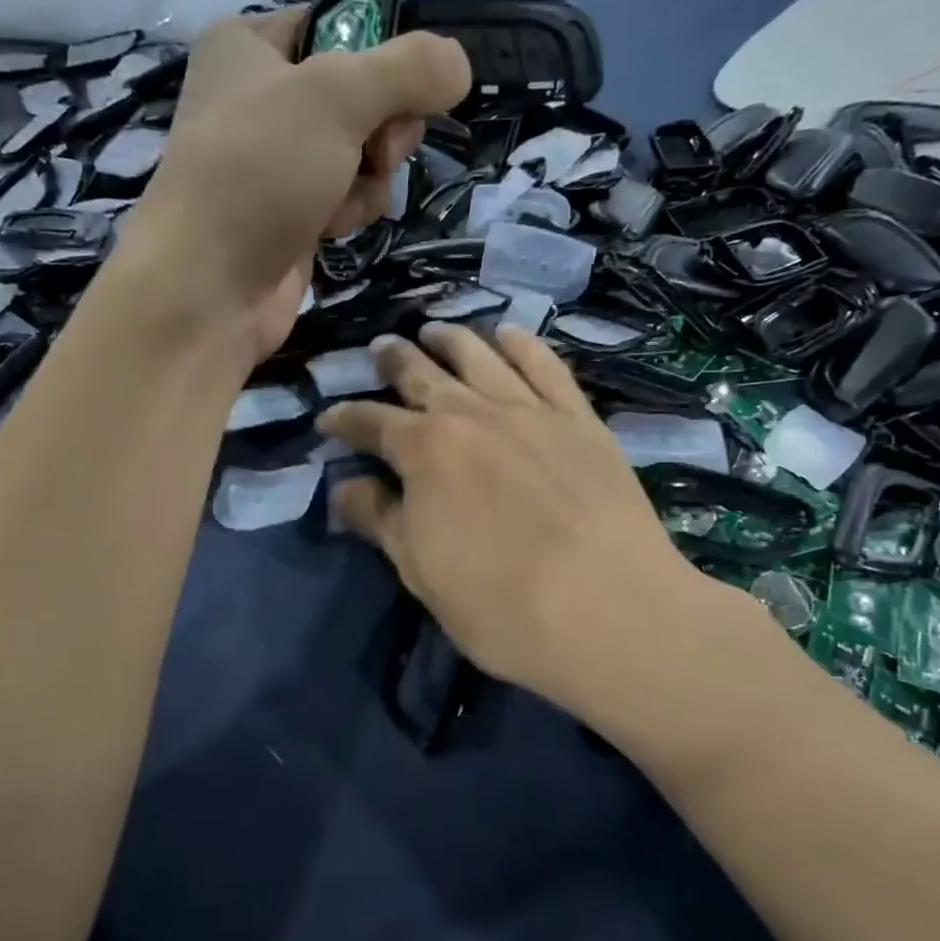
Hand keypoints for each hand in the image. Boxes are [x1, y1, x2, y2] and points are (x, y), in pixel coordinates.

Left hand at [118, 10, 470, 361]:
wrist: (207, 287)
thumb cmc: (259, 173)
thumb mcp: (337, 97)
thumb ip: (408, 70)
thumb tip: (460, 65)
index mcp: (249, 44)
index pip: (343, 27)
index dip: (381, 60)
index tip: (399, 92)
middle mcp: (261, 97)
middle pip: (364, 95)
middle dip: (380, 130)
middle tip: (371, 152)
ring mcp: (277, 162)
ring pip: (364, 151)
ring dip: (368, 178)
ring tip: (337, 201)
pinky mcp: (292, 213)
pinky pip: (348, 196)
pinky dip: (351, 211)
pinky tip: (330, 230)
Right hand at [319, 325, 769, 720]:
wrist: (610, 610)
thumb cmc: (500, 604)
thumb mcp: (420, 570)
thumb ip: (379, 520)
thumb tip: (343, 487)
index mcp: (425, 450)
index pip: (371, 422)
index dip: (344, 418)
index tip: (328, 419)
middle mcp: (472, 413)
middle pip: (422, 374)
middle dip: (394, 361)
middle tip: (380, 349)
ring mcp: (530, 409)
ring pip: (480, 356)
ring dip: (451, 339)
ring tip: (433, 330)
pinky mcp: (580, 417)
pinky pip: (545, 364)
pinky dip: (521, 344)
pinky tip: (508, 334)